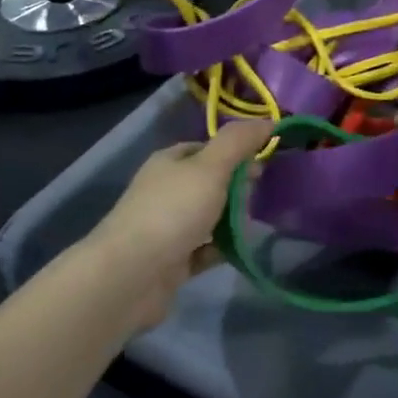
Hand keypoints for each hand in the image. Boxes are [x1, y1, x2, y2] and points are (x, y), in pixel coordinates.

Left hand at [86, 120, 272, 330]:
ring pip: (208, 216)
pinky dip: (222, 248)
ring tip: (257, 222)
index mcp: (169, 162)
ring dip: (232, 219)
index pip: (207, 148)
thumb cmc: (172, 212)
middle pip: (209, 182)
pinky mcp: (172, 261)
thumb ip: (238, 142)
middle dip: (237, 186)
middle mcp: (165, 191)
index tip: (264, 161)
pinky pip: (204, 249)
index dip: (236, 151)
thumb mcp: (210, 167)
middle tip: (261, 195)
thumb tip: (267, 121)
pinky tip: (241, 250)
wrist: (130, 277)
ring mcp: (167, 227)